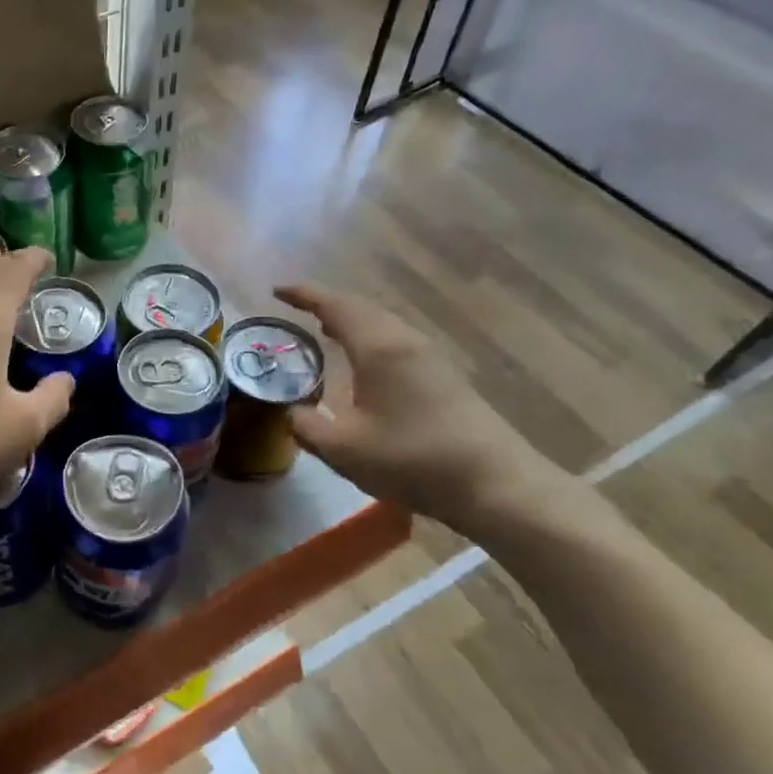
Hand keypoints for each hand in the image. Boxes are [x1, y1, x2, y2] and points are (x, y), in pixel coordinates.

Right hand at [277, 284, 561, 529]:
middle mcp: (404, 340)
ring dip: (351, 320)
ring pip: (381, 323)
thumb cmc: (412, 459)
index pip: (335, 306)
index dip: (304, 294)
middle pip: (361, 308)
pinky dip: (369, 337)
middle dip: (327, 304)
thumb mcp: (343, 449)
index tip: (277, 290)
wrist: (494, 483)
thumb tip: (292, 412)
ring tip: (325, 330)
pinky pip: (395, 340)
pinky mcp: (443, 376)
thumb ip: (307, 426)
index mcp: (378, 347)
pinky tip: (363, 361)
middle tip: (297, 310)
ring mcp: (429, 356)